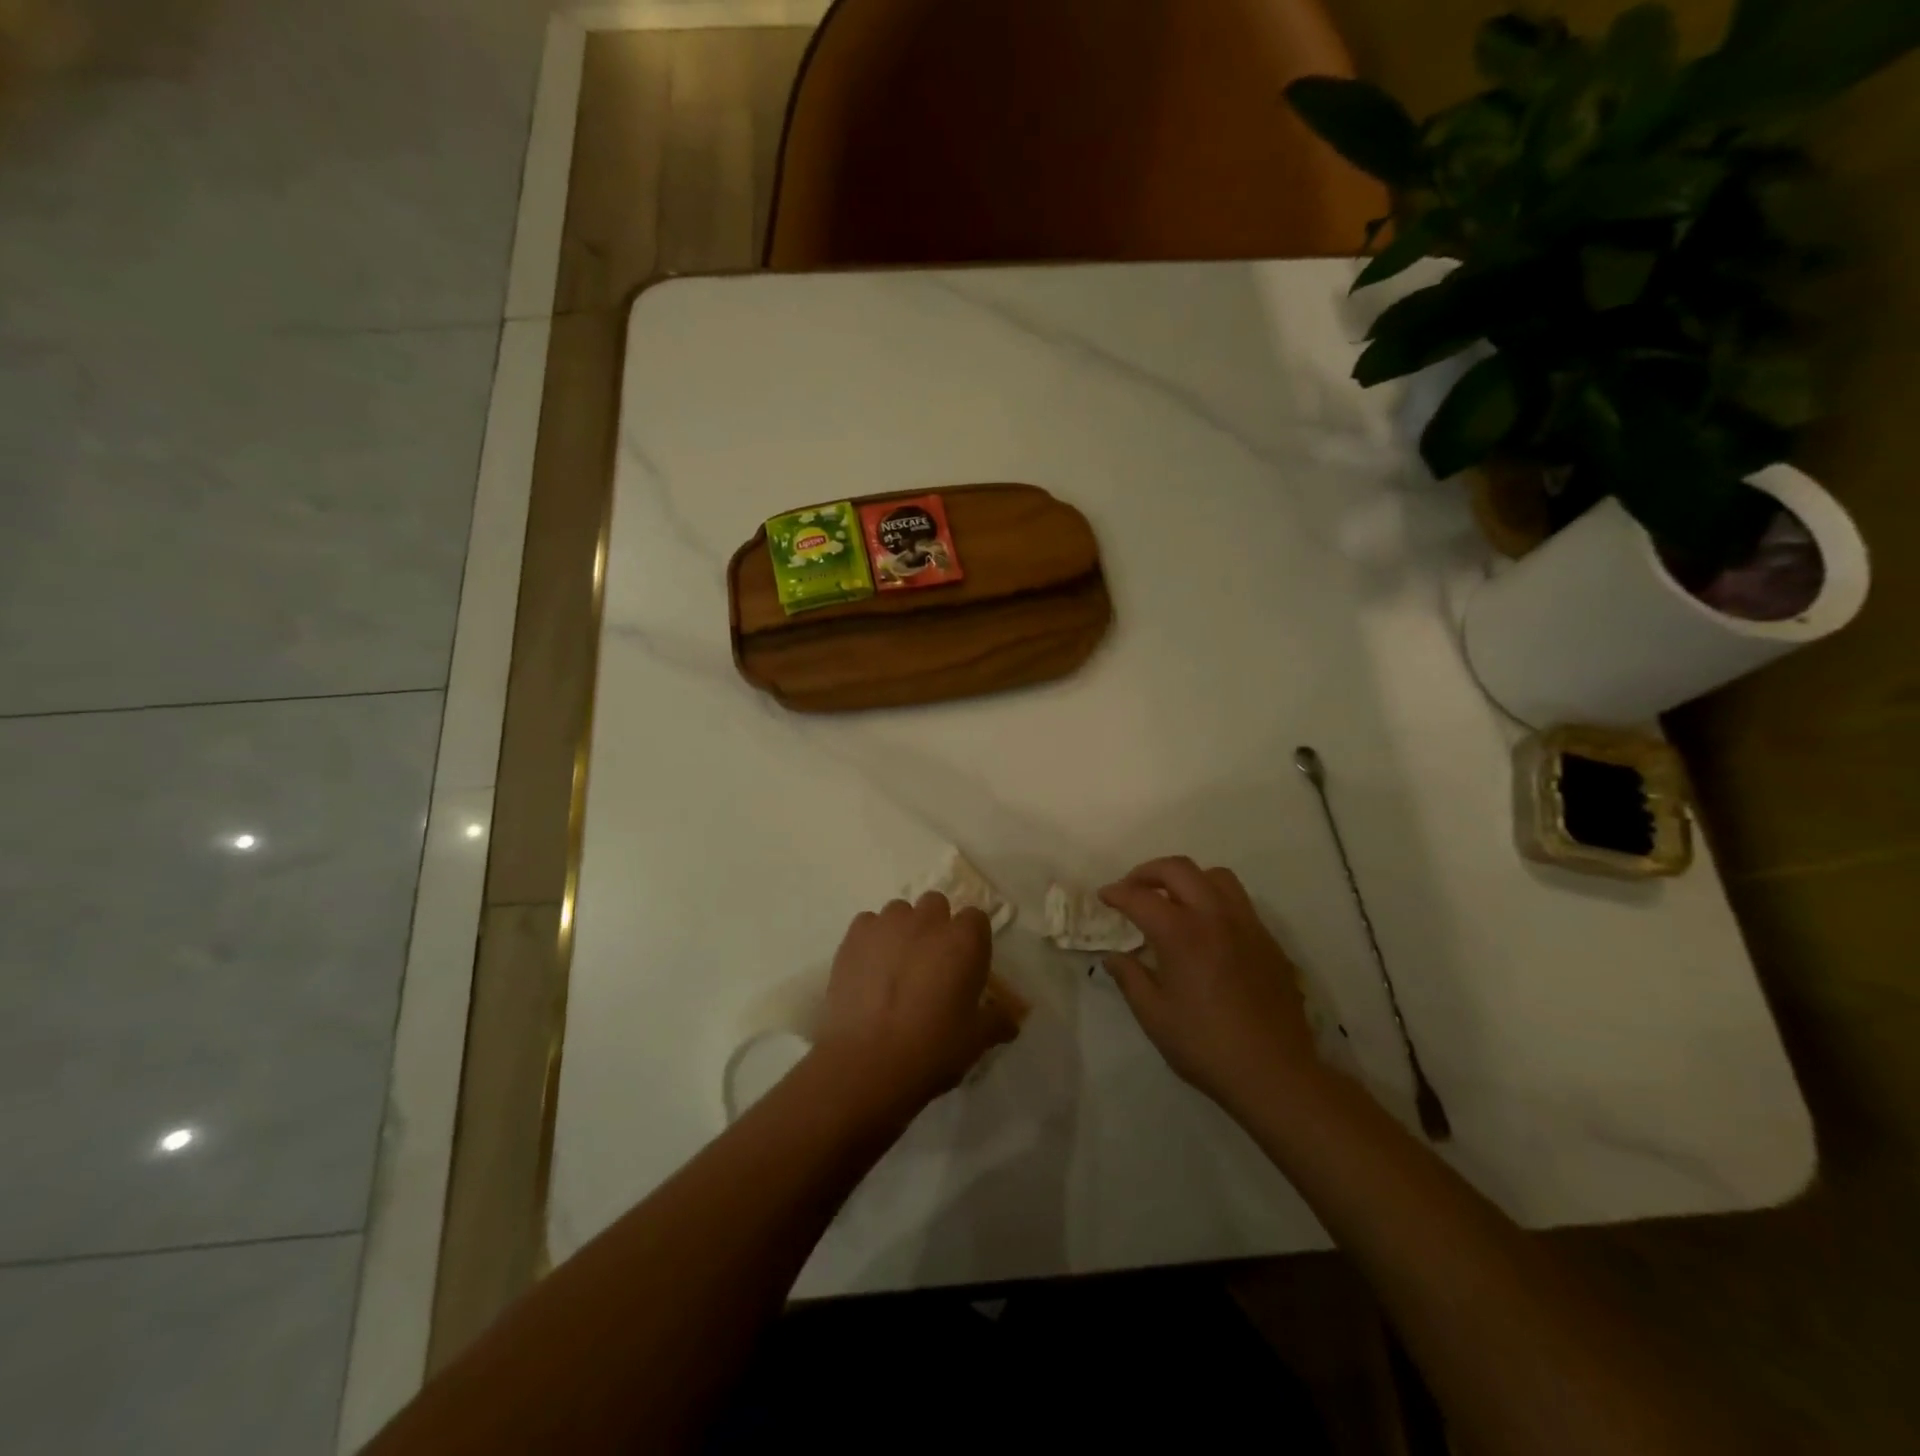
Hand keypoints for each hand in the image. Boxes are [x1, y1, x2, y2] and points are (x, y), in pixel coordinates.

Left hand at [810, 893, 1019, 1123]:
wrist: (868, 1064)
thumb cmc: (933, 1049)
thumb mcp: (976, 1040)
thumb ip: (997, 1021)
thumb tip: (1010, 1020)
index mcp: (964, 940)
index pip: (976, 919)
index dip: (971, 941)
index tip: (966, 967)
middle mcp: (927, 921)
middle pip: (936, 905)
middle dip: (936, 926)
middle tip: (931, 965)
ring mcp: (887, 924)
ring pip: (900, 912)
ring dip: (903, 930)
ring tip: (896, 967)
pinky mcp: (854, 936)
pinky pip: (868, 924)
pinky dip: (871, 940)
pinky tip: (869, 970)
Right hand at [1100, 857, 1326, 1114]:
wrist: (1275, 1073)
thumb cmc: (1206, 1046)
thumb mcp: (1154, 1016)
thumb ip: (1130, 978)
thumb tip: (1114, 955)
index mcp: (1181, 934)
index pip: (1140, 897)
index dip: (1117, 893)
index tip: (1104, 897)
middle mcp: (1214, 917)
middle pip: (1178, 869)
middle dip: (1148, 872)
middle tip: (1132, 889)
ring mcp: (1246, 925)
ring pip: (1215, 876)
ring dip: (1187, 879)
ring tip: (1173, 900)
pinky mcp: (1267, 940)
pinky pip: (1238, 901)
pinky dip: (1214, 899)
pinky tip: (1206, 928)